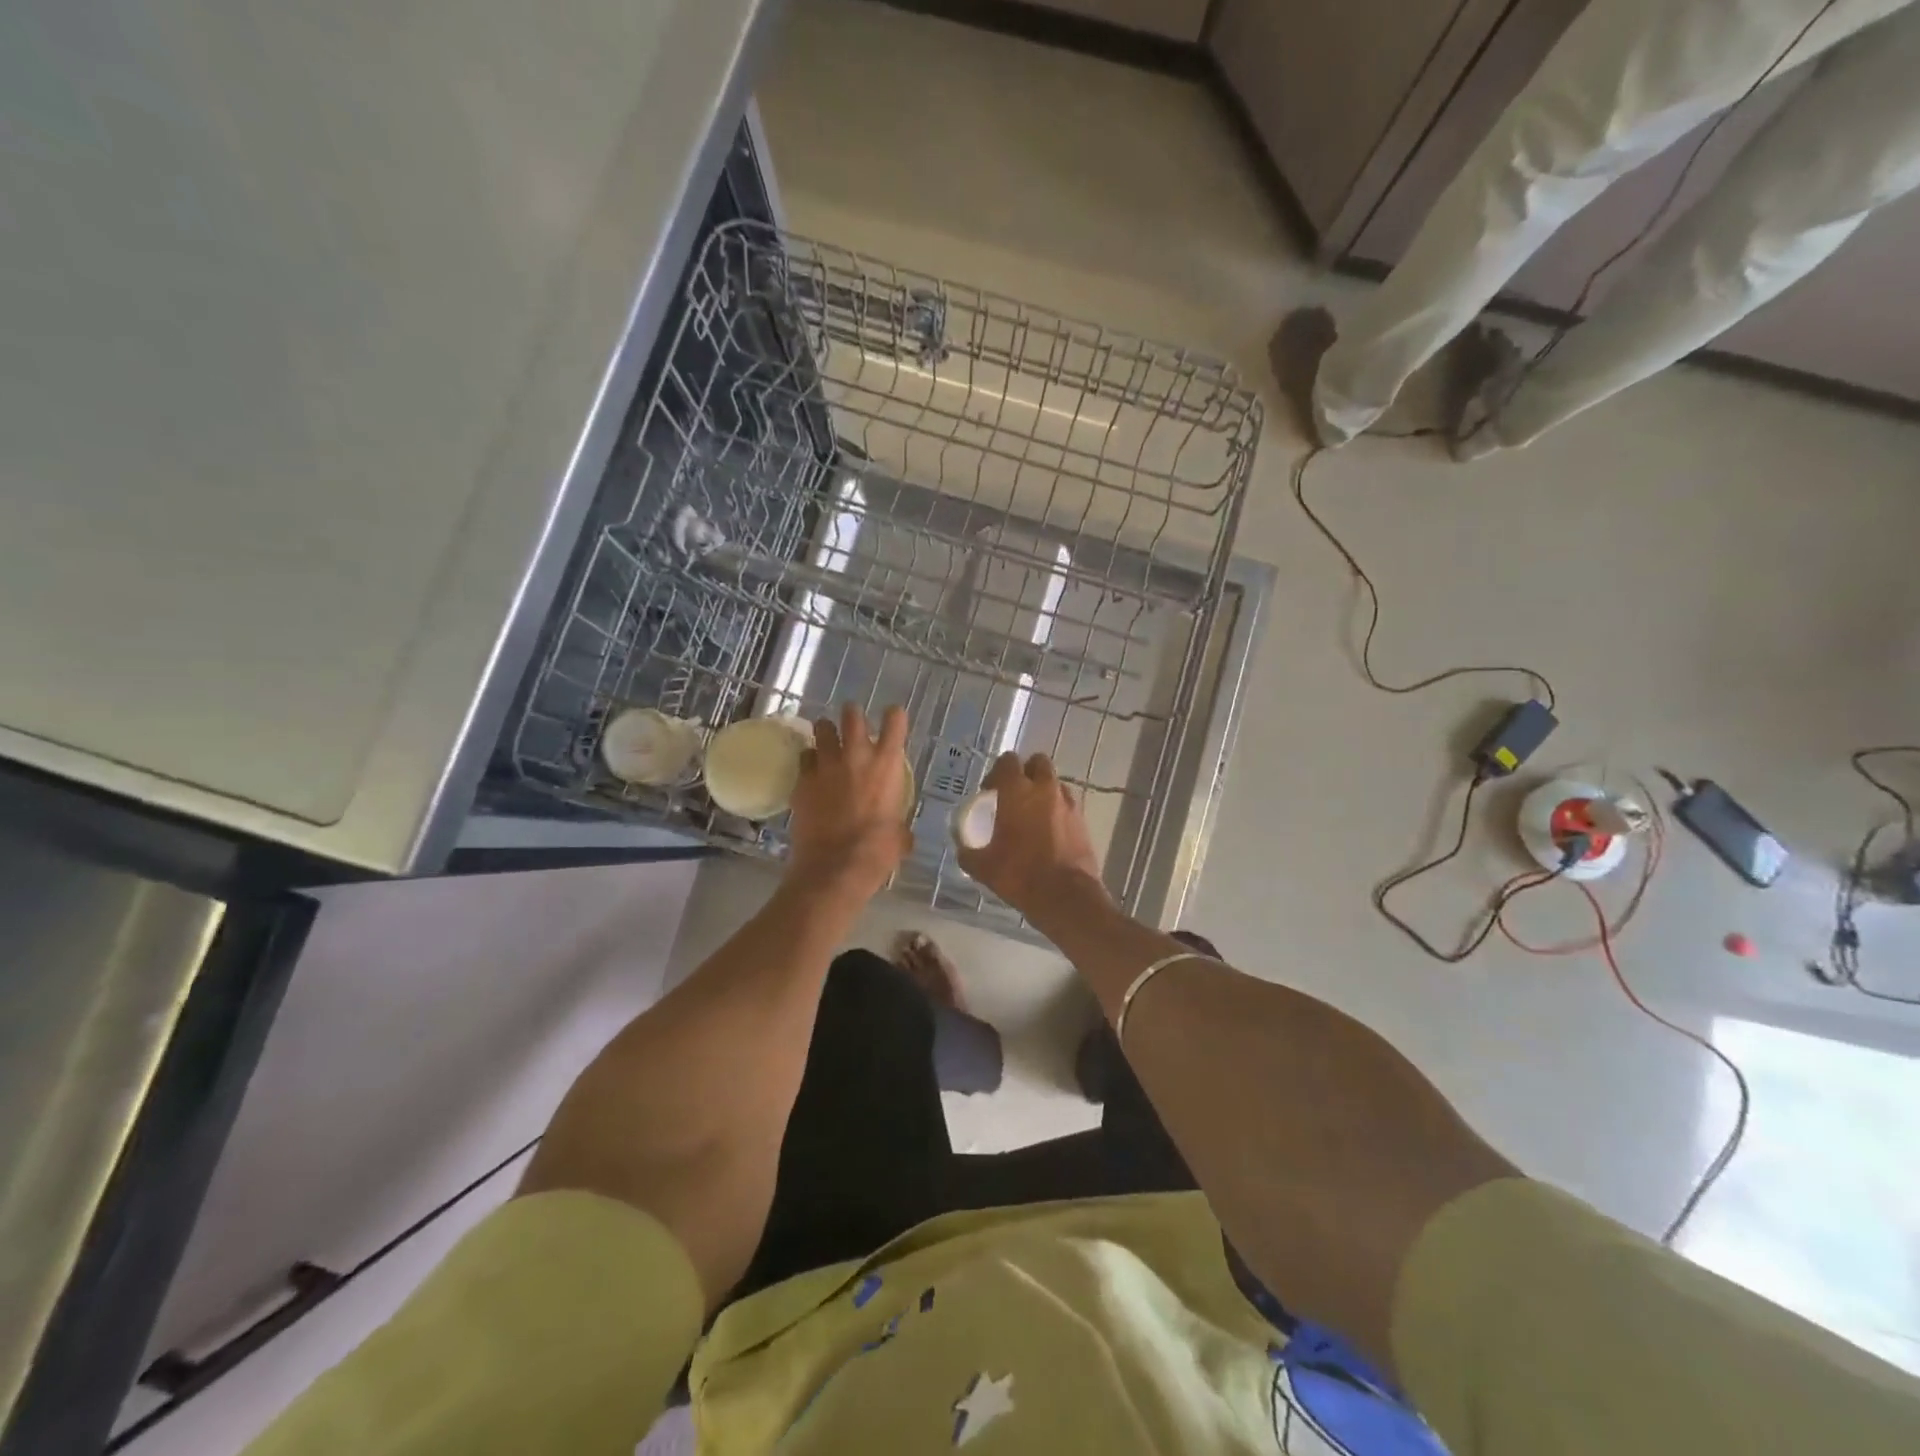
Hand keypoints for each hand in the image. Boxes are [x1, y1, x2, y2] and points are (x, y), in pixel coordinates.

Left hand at [786, 703, 913, 902]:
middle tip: (853, 722)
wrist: (836, 866)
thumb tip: (899, 832)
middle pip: (852, 715)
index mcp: (886, 765)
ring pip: (822, 729)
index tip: (892, 717)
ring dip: (826, 732)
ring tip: (827, 741)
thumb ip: (898, 824)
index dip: (894, 716)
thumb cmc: (877, 851)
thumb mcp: (899, 836)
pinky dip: (809, 761)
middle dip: (852, 714)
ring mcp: (826, 766)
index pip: (894, 722)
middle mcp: (856, 756)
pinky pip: (804, 759)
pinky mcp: (802, 781)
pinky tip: (811, 772)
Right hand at [957, 753, 1105, 916]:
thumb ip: (968, 852)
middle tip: (1014, 796)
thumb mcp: (983, 867)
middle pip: (1037, 762)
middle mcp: (1045, 788)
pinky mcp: (1083, 819)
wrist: (1067, 896)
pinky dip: (1057, 810)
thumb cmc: (1020, 875)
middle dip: (1026, 773)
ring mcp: (1068, 802)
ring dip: (1043, 791)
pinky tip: (1049, 832)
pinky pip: (1067, 804)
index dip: (997, 773)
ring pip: (1055, 783)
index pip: (1007, 761)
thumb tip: (963, 849)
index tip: (989, 792)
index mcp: (1017, 791)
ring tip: (1033, 815)